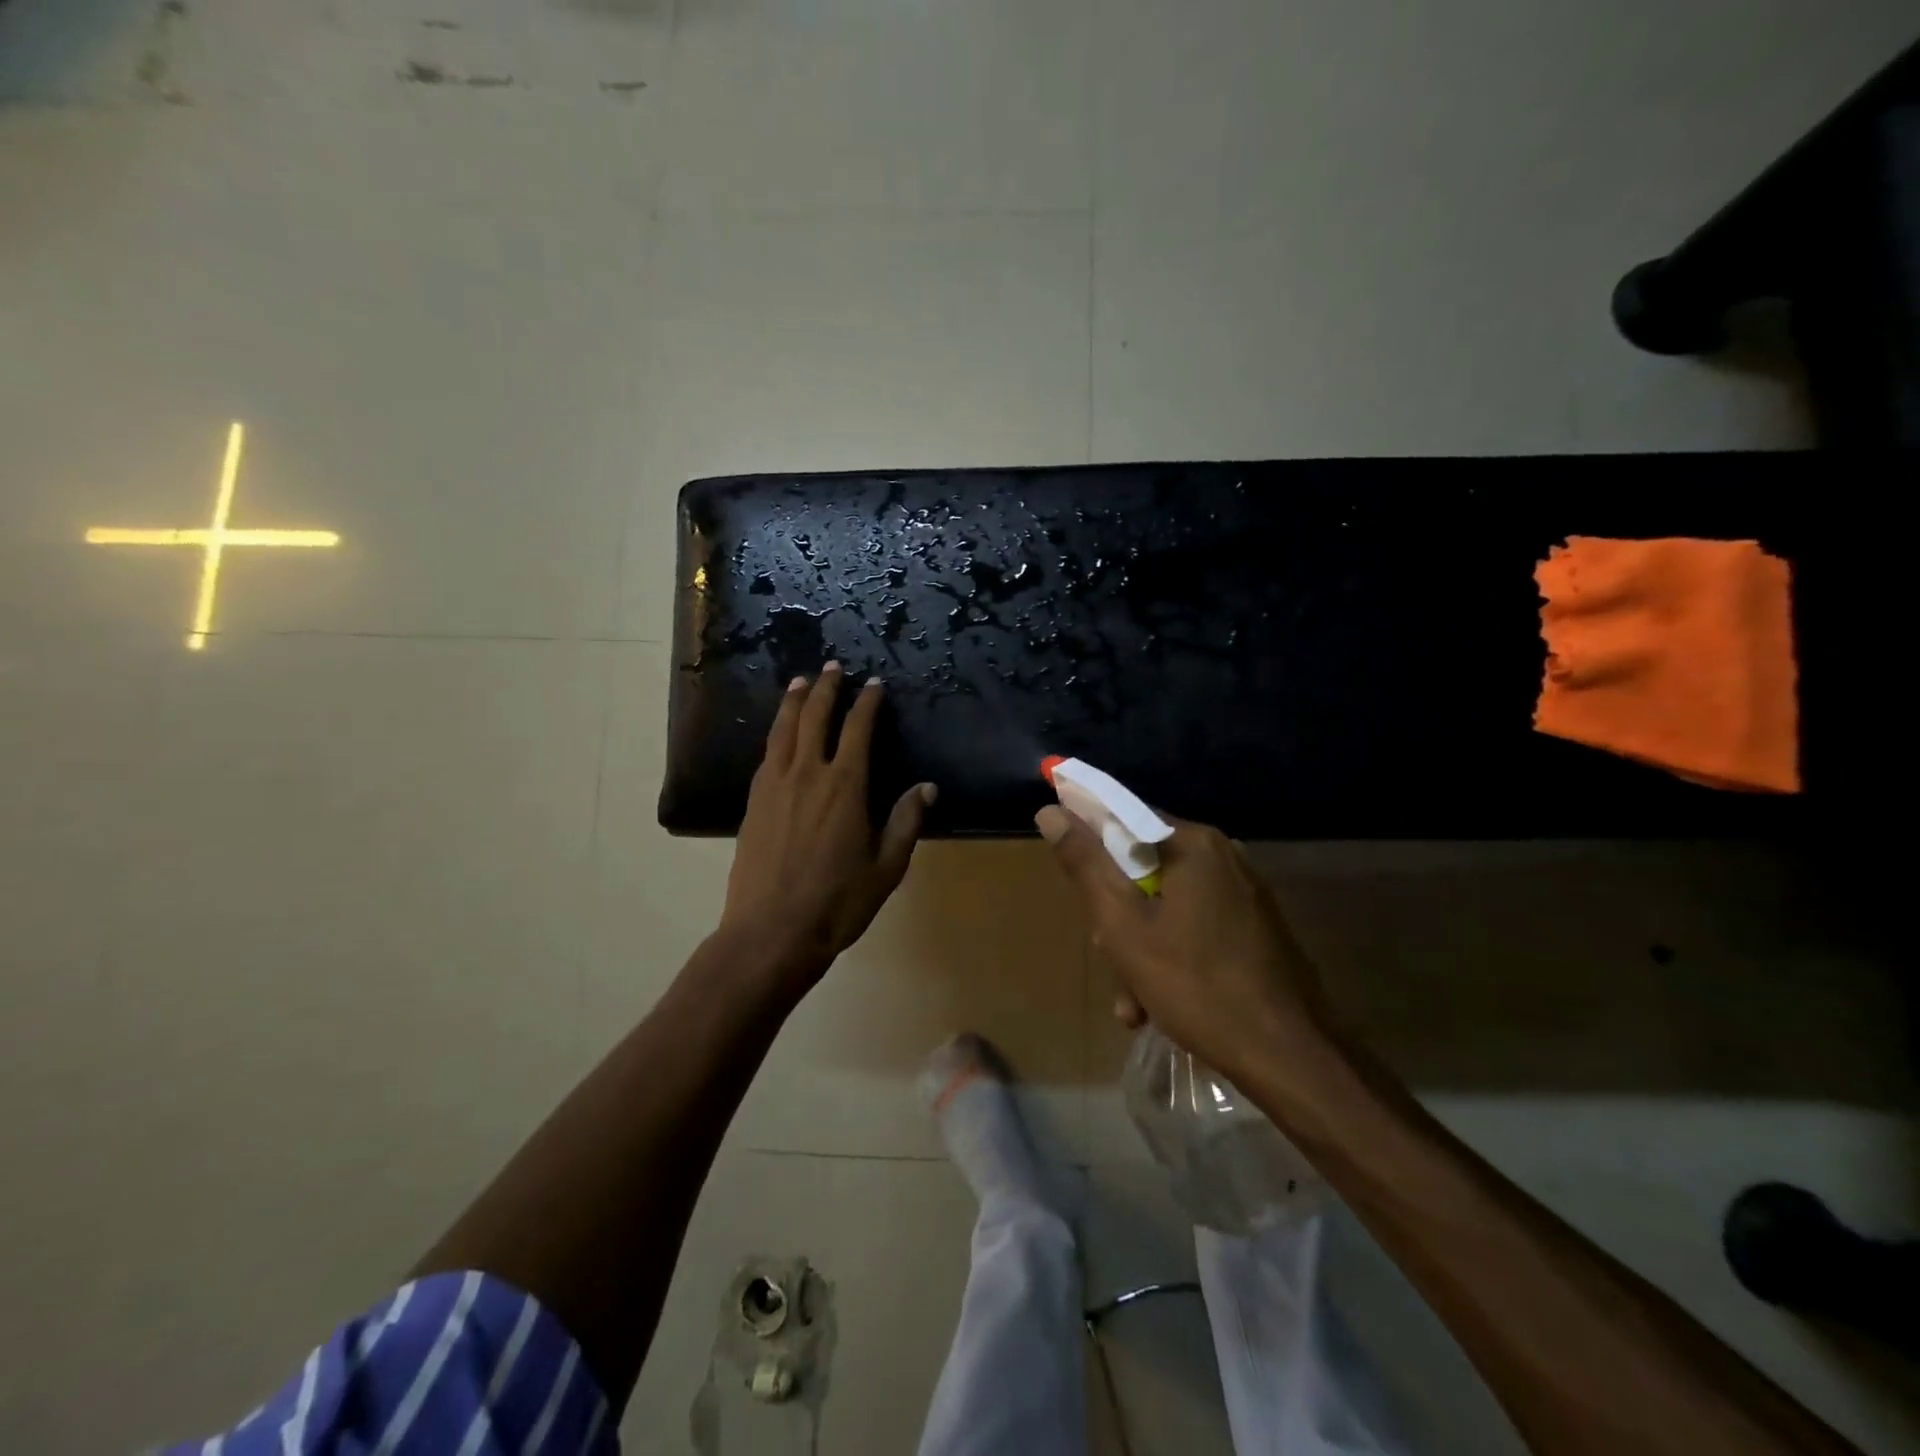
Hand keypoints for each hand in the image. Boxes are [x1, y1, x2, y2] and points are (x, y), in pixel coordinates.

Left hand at [721, 663, 935, 992]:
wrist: (771, 932)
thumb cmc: (838, 902)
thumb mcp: (886, 867)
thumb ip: (906, 822)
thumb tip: (927, 787)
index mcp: (845, 786)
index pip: (857, 729)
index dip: (866, 703)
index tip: (873, 685)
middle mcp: (807, 774)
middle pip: (814, 717)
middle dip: (826, 688)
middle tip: (833, 667)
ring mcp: (775, 786)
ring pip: (783, 730)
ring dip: (793, 702)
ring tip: (800, 681)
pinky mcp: (753, 803)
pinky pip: (767, 755)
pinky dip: (776, 734)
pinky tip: (779, 735)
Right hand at [1034, 806, 1330, 1080]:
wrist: (1288, 1056)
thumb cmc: (1195, 986)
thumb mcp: (1122, 926)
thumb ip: (1085, 864)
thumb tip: (1050, 811)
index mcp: (1192, 843)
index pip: (1123, 816)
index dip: (1089, 842)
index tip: (1074, 881)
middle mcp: (1223, 855)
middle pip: (1144, 866)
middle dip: (1117, 914)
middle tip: (1106, 955)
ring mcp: (1244, 891)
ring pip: (1167, 902)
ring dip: (1139, 946)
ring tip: (1132, 1004)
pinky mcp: (1255, 924)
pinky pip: (1195, 923)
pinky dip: (1171, 954)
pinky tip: (1159, 1005)